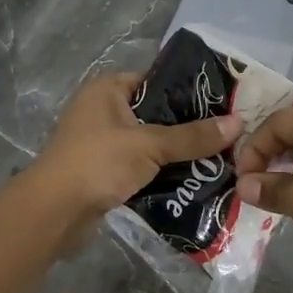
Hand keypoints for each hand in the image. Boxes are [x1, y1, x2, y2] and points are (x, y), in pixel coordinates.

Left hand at [28, 71, 243, 233]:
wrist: (54, 212)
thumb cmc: (98, 162)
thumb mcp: (149, 145)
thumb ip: (192, 136)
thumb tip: (238, 123)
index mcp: (107, 90)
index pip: (155, 80)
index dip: (187, 90)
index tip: (222, 103)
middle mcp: (103, 111)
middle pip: (155, 114)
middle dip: (186, 127)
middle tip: (226, 134)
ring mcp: (101, 143)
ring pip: (149, 143)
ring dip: (175, 153)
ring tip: (218, 158)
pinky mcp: (103, 172)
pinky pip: (140, 167)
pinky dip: (160, 173)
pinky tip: (192, 180)